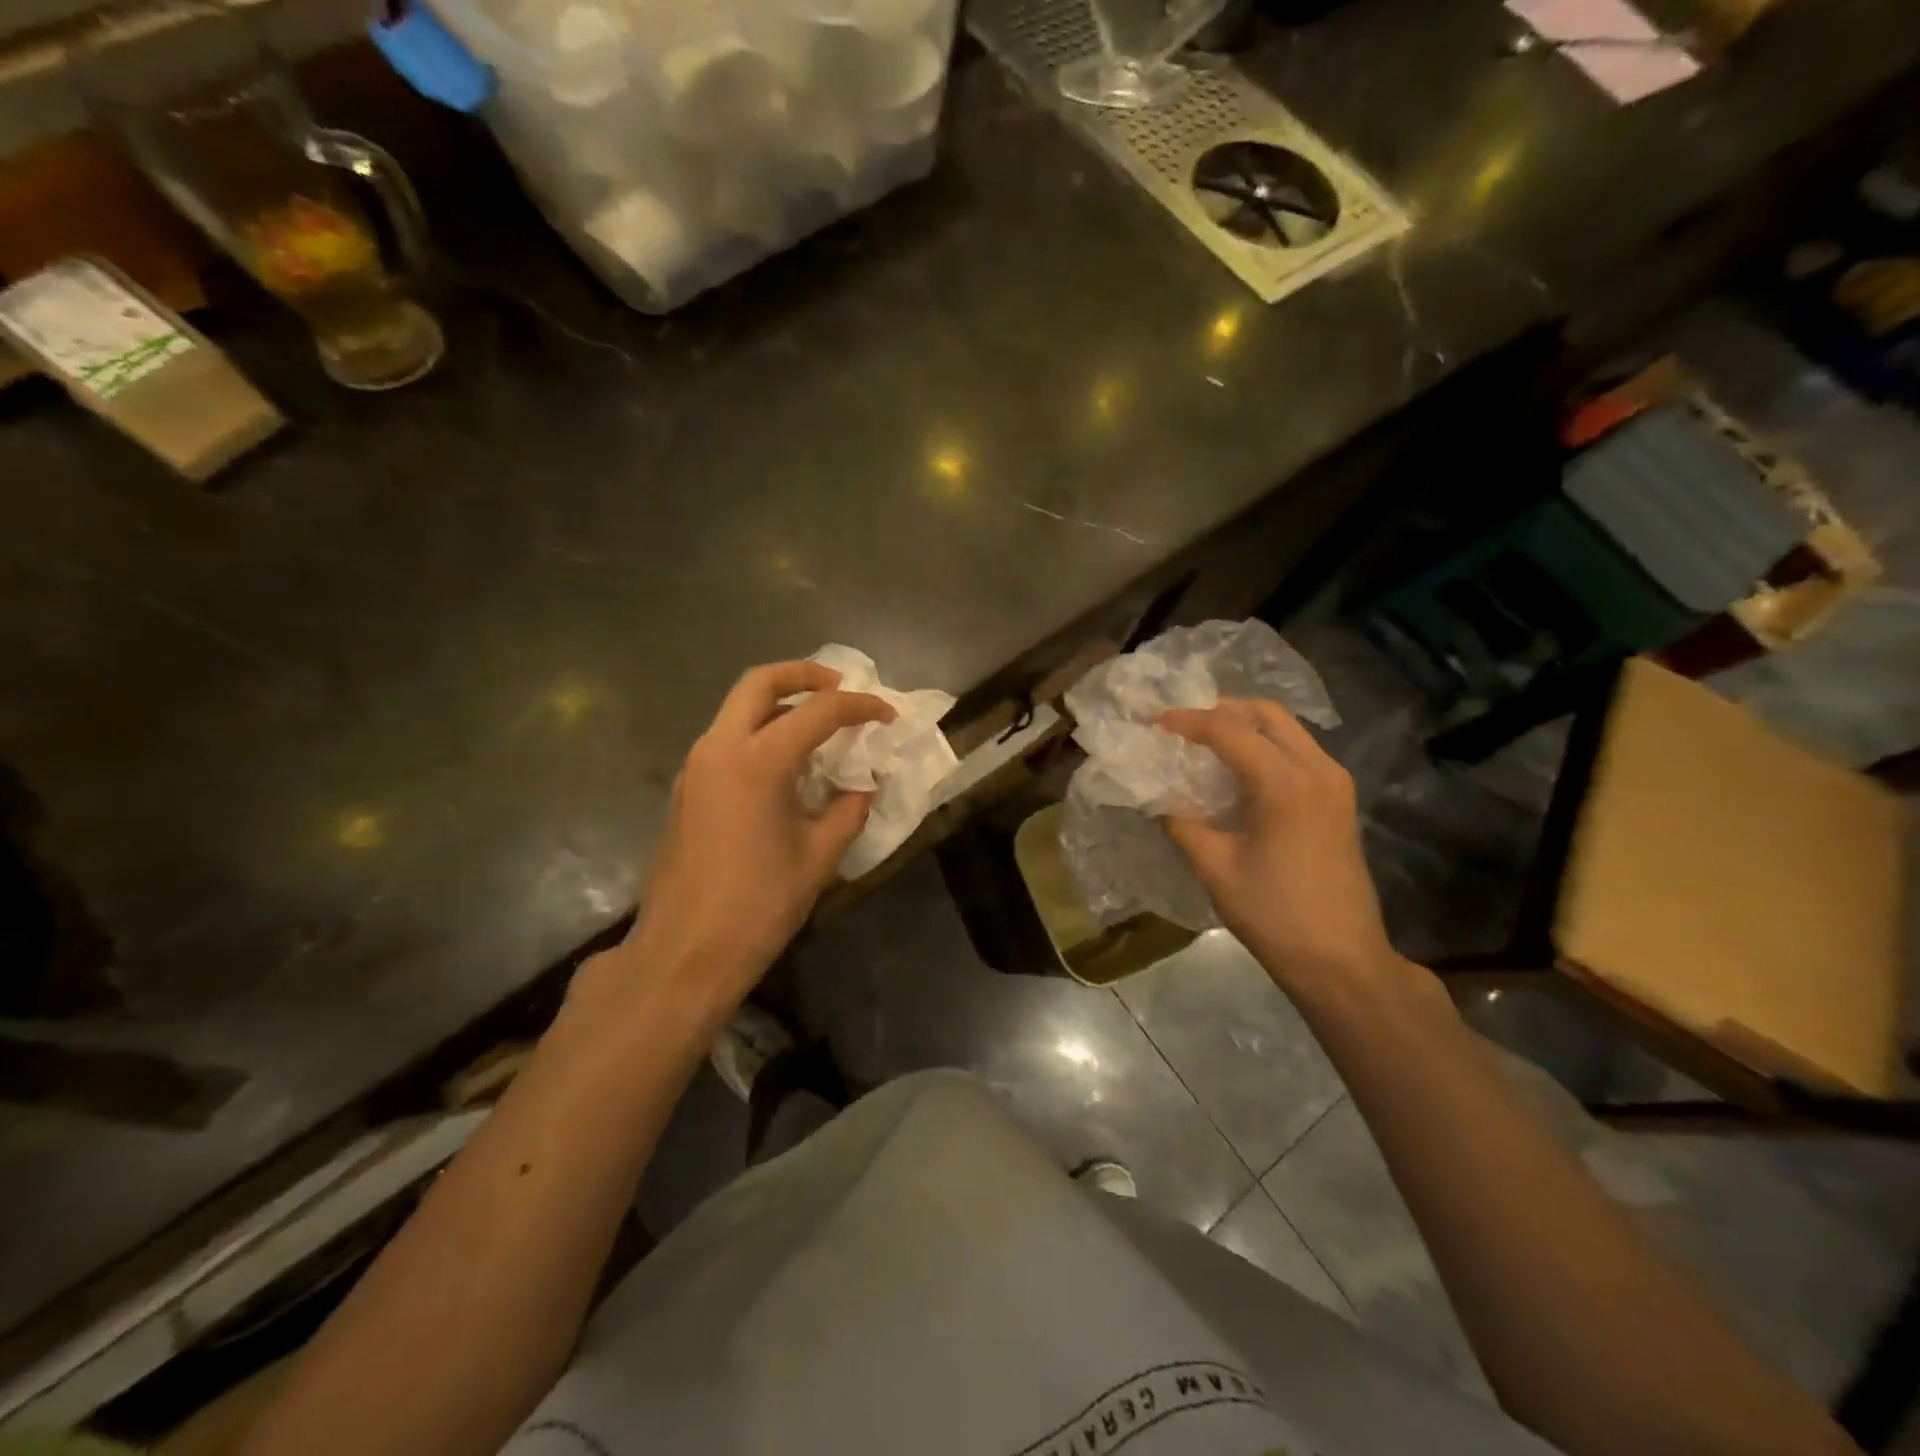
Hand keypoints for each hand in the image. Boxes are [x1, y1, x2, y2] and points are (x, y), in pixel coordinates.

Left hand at [590, 662, 893, 1023]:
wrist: (684, 954)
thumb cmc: (757, 906)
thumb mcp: (818, 858)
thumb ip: (847, 812)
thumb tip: (862, 789)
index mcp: (756, 761)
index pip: (818, 712)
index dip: (859, 707)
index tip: (887, 716)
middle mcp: (718, 749)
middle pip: (758, 683)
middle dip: (803, 675)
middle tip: (839, 686)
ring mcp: (695, 768)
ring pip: (736, 710)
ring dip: (778, 703)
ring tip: (817, 724)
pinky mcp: (686, 791)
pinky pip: (726, 740)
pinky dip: (759, 733)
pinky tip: (785, 764)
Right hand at [1159, 700, 1396, 990]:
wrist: (1342, 960)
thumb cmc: (1274, 915)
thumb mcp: (1215, 868)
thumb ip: (1181, 822)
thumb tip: (1156, 796)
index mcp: (1284, 783)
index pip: (1228, 730)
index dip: (1187, 721)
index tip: (1153, 723)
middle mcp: (1317, 769)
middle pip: (1266, 714)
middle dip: (1220, 710)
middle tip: (1182, 726)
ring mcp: (1335, 782)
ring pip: (1287, 729)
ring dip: (1245, 726)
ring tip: (1205, 743)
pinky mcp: (1340, 799)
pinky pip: (1299, 751)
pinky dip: (1265, 746)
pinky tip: (1239, 770)